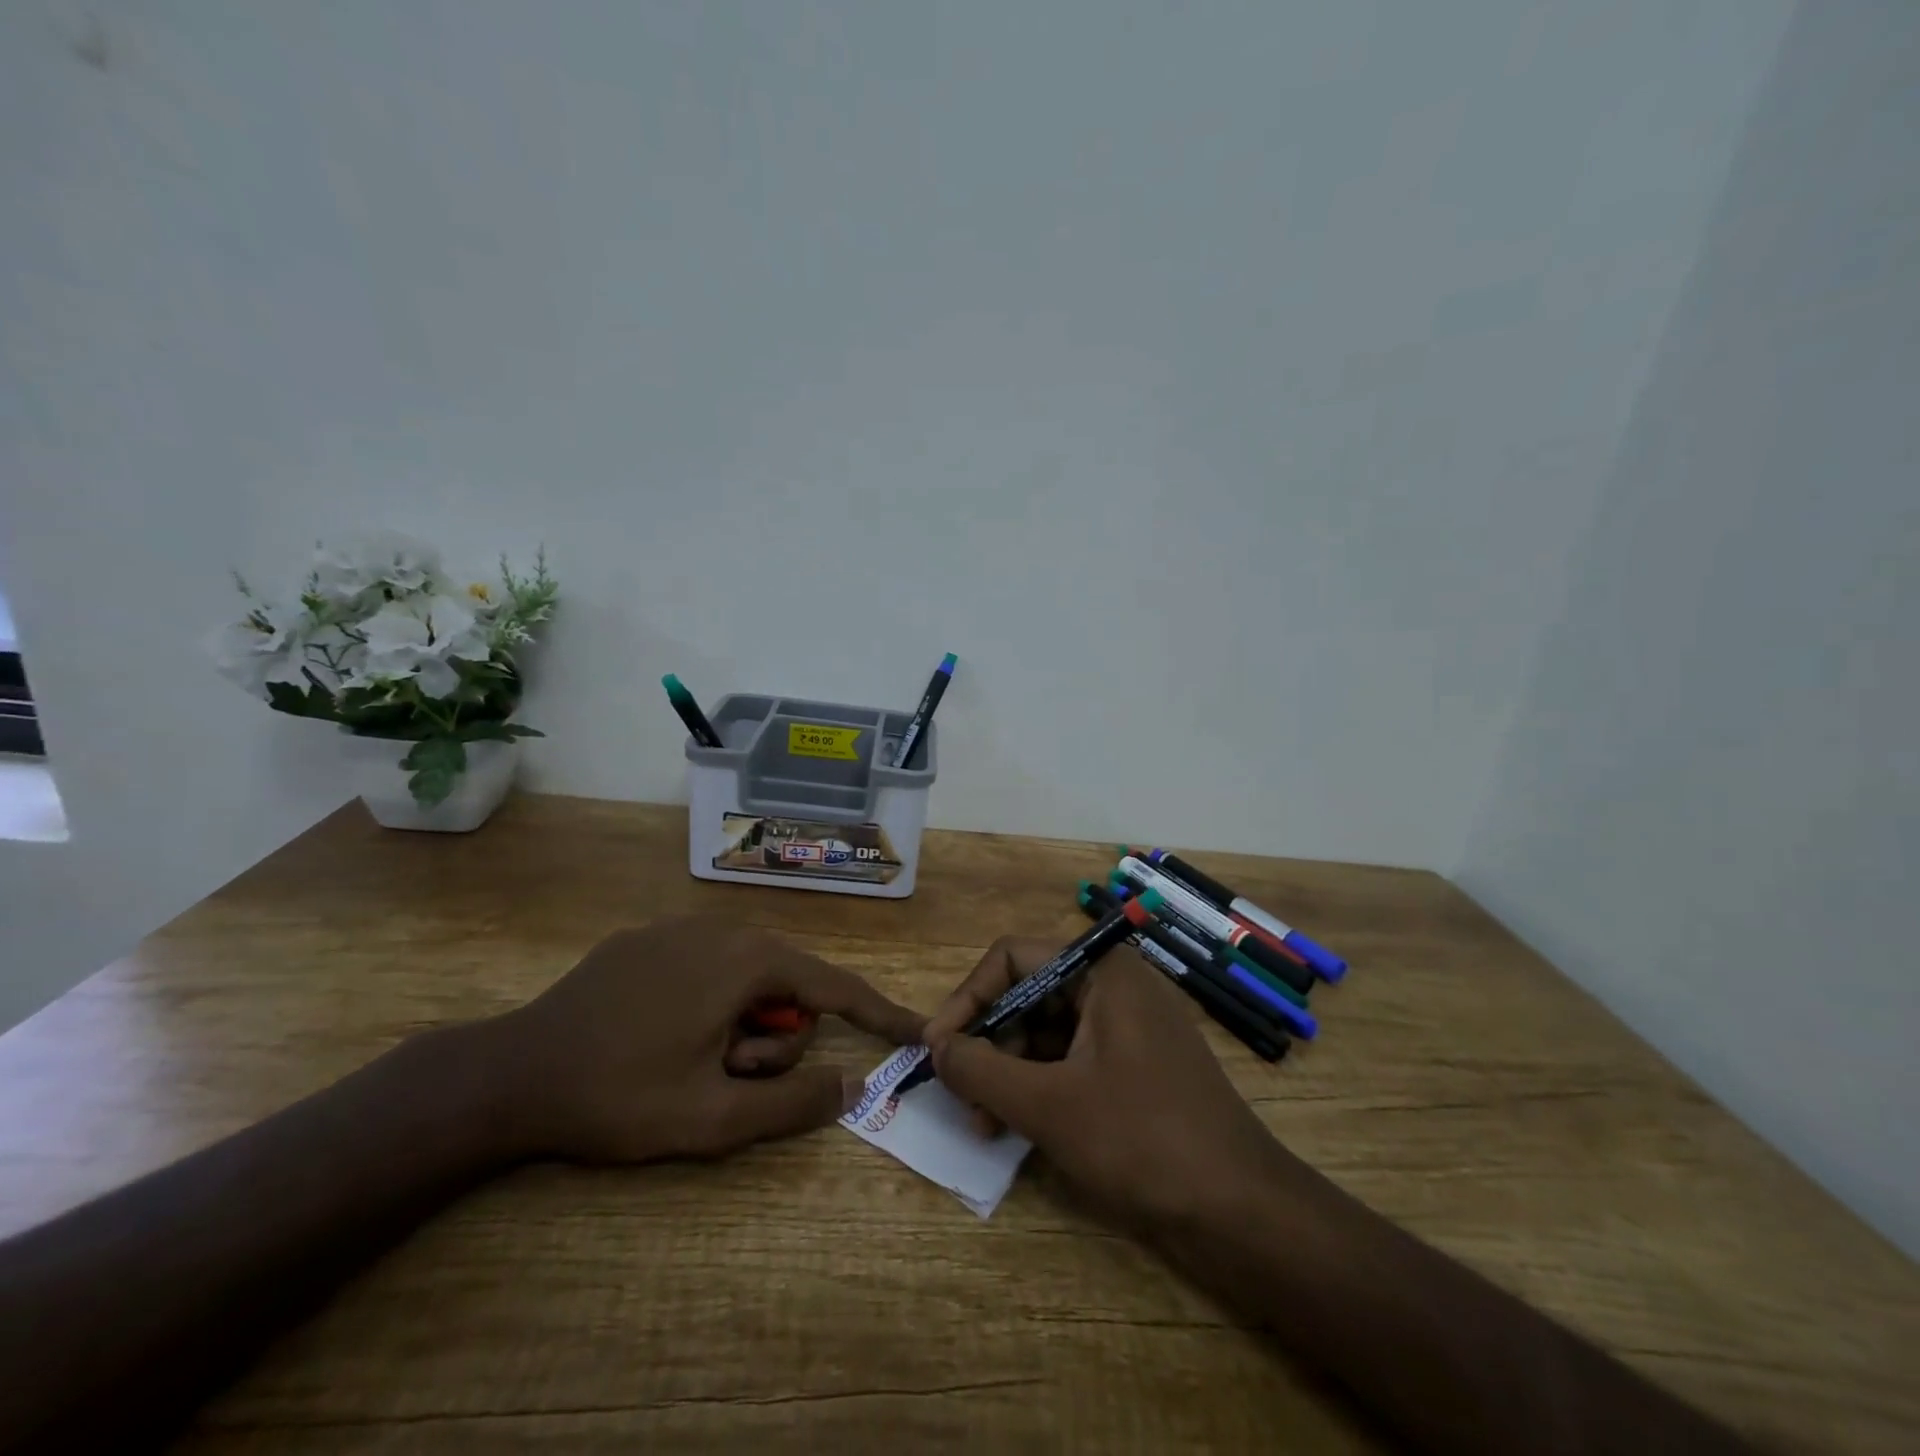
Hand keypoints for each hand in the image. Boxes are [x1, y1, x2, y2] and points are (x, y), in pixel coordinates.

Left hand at [487, 918, 925, 1162]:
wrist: (509, 1073)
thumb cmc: (619, 1096)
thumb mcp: (712, 1119)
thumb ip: (793, 1105)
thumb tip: (853, 1085)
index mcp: (749, 962)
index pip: (836, 988)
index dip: (881, 1014)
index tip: (917, 1031)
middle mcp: (726, 929)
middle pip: (789, 987)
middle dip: (774, 1041)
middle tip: (727, 1079)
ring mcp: (683, 928)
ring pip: (749, 978)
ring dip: (739, 1027)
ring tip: (688, 1061)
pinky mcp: (649, 937)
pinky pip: (710, 967)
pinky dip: (711, 1003)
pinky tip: (660, 1034)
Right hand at [925, 938, 1297, 1233]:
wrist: (1242, 1212)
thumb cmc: (1142, 1140)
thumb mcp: (1048, 1105)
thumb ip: (981, 1070)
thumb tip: (935, 1047)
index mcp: (1101, 971)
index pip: (1013, 957)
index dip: (969, 998)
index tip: (938, 1048)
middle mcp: (1115, 986)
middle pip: (1028, 994)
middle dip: (989, 1043)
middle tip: (962, 1096)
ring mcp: (1128, 1027)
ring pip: (1047, 1032)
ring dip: (1009, 1072)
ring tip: (985, 1124)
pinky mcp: (1135, 1067)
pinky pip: (1072, 1060)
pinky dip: (1040, 1087)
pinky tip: (1017, 1128)